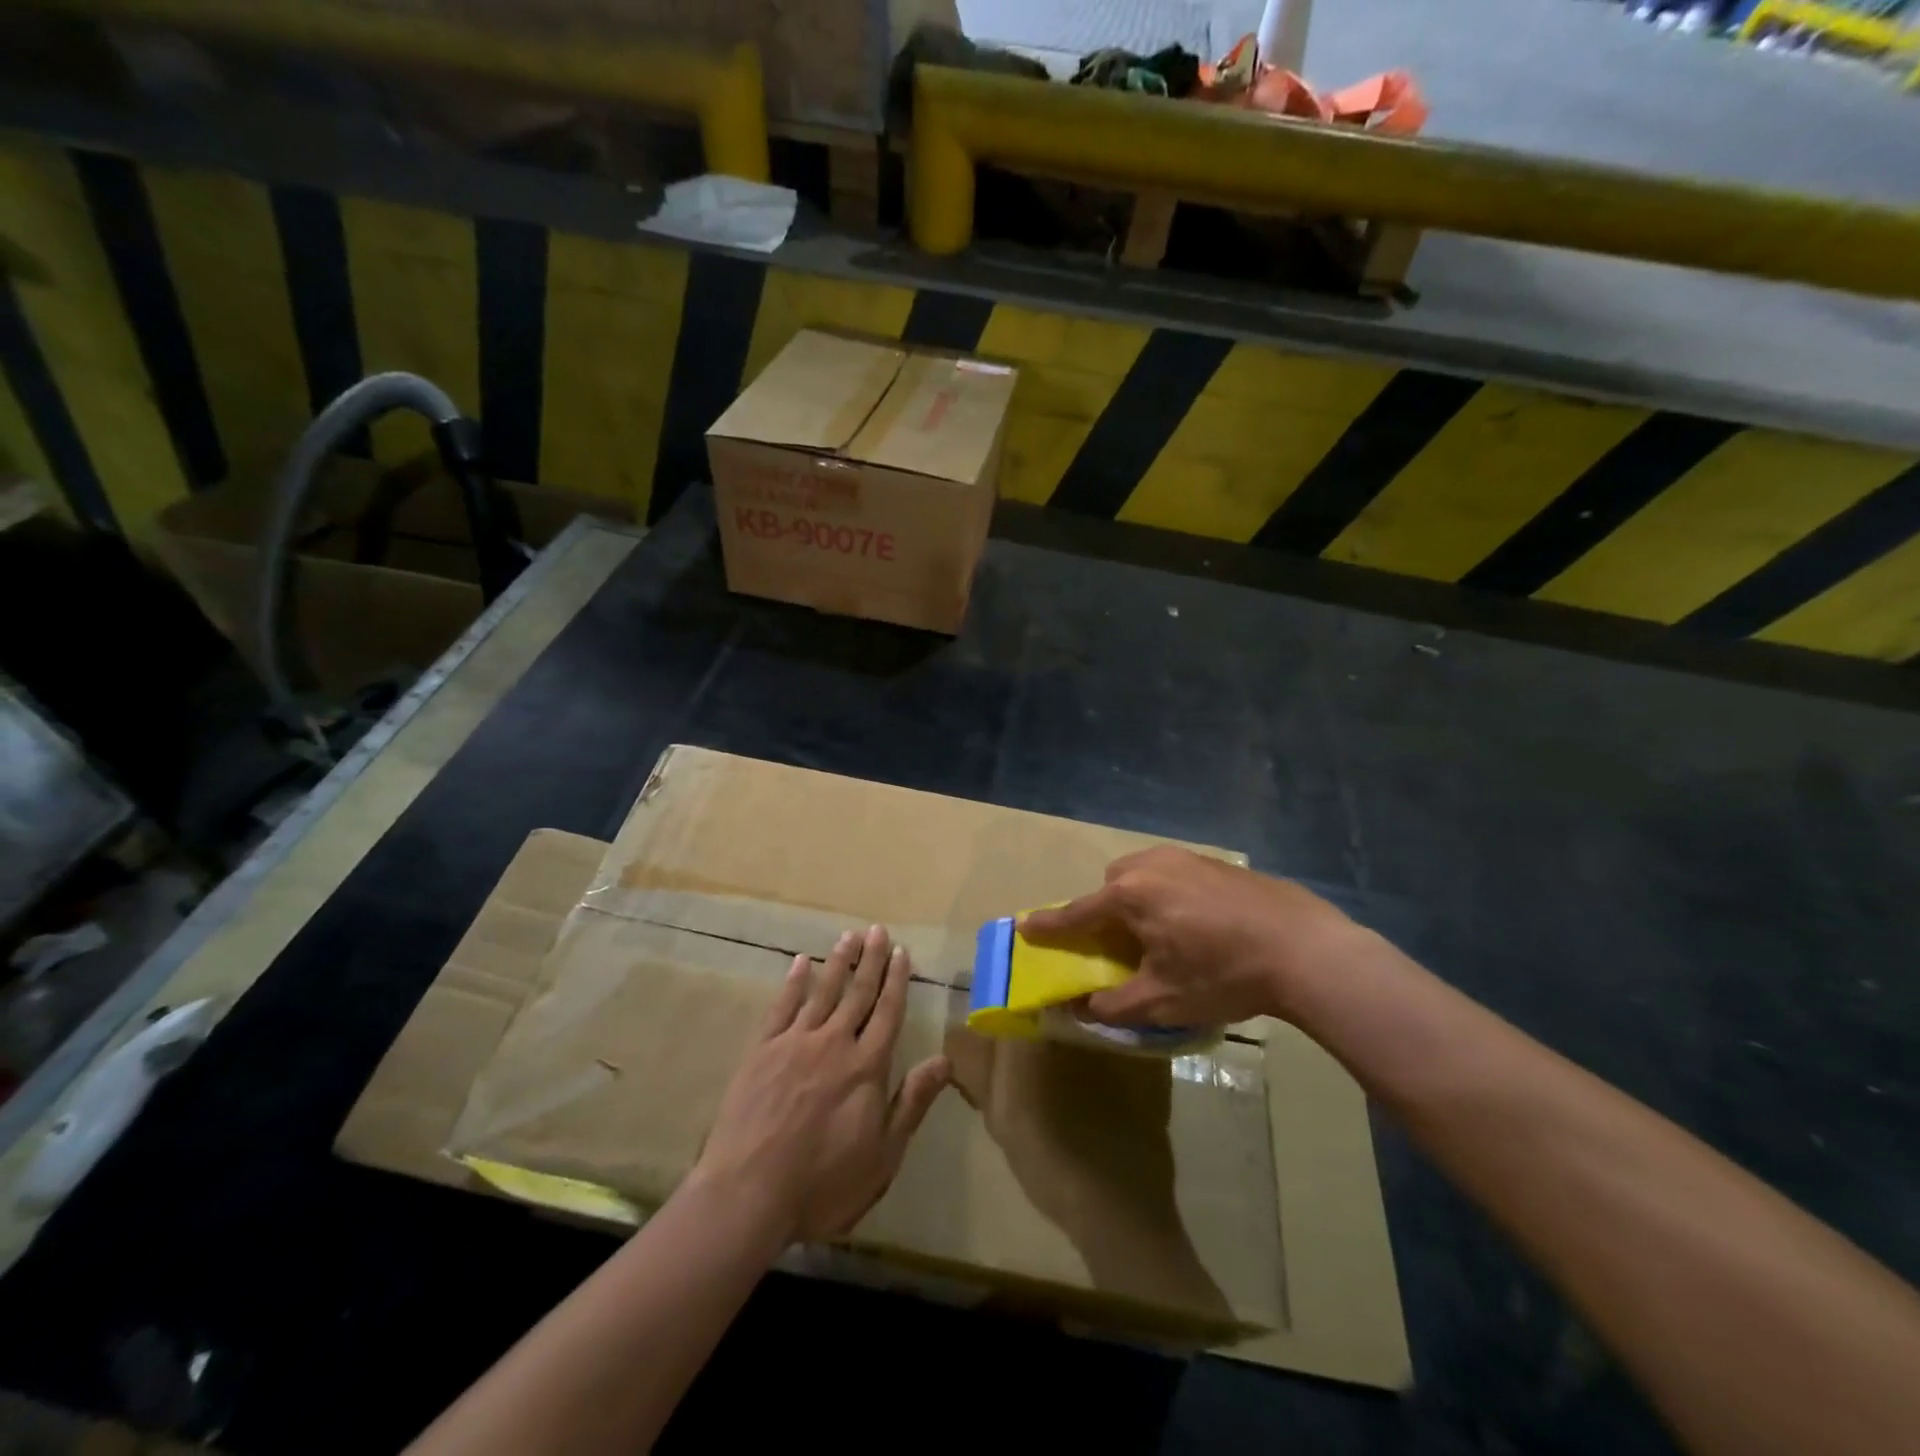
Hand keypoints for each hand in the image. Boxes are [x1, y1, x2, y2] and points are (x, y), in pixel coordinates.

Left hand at [692, 925, 949, 1243]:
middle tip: (878, 930)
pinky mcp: (761, 1051)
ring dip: (838, 962)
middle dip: (871, 960)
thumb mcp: (883, 1155)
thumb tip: (945, 1060)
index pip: (887, 1013)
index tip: (901, 952)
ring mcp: (795, 1043)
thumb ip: (912, 1102)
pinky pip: (781, 1007)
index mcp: (866, 1066)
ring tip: (849, 936)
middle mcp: (834, 1043)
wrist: (749, 1195)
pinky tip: (800, 963)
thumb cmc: (823, 1184)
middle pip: (858, 993)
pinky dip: (793, 983)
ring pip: (823, 992)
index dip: (896, 981)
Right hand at [1020, 846, 1364, 1027]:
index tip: (1026, 927)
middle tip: (1124, 946)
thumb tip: (1079, 1007)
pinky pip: (1175, 873)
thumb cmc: (1222, 975)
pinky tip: (1200, 923)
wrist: (1304, 949)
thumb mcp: (1162, 1001)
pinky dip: (1170, 894)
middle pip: (1111, 886)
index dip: (1050, 925)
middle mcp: (1151, 865)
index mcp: (1130, 895)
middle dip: (1107, 912)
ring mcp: (1187, 858)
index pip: (1077, 912)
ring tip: (1164, 934)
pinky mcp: (1217, 862)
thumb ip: (1112, 1005)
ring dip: (1139, 899)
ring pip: (1144, 874)